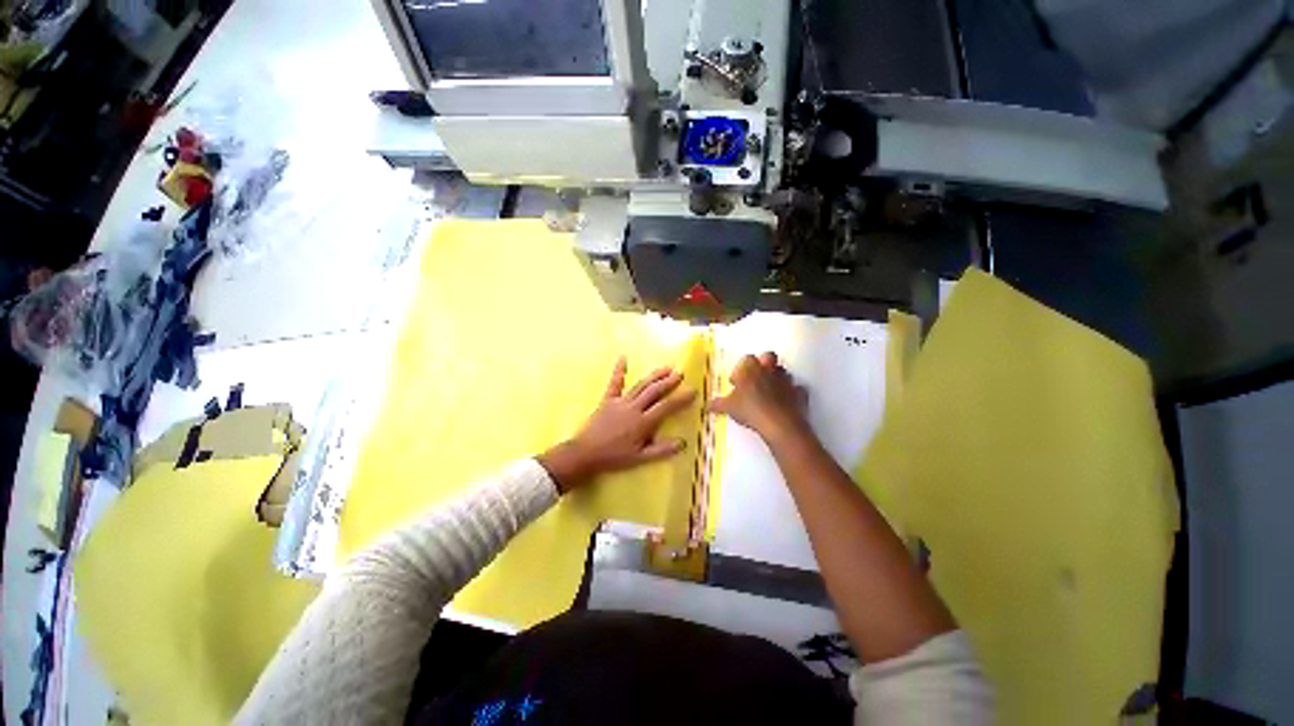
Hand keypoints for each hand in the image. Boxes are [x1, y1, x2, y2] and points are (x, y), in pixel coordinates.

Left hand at [539, 357, 696, 492]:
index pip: (666, 407)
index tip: (693, 391)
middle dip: (669, 382)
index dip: (681, 398)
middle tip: (681, 374)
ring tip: (666, 368)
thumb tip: (682, 442)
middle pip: (654, 391)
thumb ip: (661, 450)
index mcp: (643, 422)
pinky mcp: (607, 400)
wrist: (585, 453)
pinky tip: (623, 357)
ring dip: (654, 376)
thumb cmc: (614, 457)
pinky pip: (614, 383)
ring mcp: (620, 402)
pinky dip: (619, 370)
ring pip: (640, 385)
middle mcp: (634, 408)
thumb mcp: (640, 458)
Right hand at [708, 352, 809, 444]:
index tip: (736, 382)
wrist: (779, 423)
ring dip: (776, 378)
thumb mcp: (729, 407)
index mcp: (751, 368)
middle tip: (755, 379)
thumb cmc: (750, 409)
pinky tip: (786, 402)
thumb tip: (707, 405)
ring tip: (769, 392)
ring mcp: (786, 379)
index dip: (740, 369)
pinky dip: (792, 393)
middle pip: (768, 357)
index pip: (746, 359)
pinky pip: (796, 389)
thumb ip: (718, 404)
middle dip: (763, 364)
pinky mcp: (799, 392)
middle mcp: (769, 369)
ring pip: (783, 371)